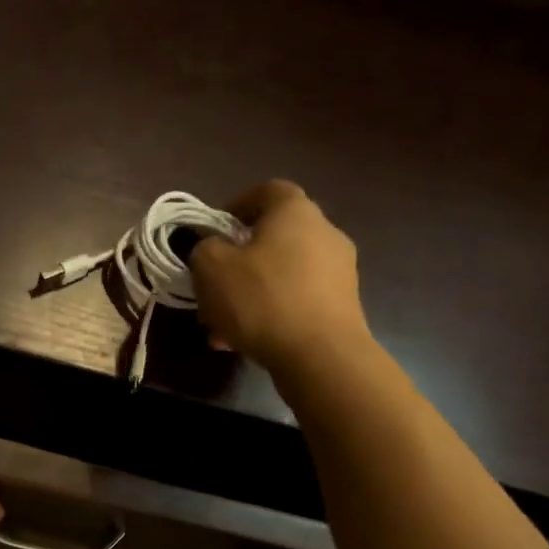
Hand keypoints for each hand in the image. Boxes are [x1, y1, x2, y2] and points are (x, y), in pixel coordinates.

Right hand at [190, 180, 370, 374]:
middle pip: (273, 239)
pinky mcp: (343, 307)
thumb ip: (205, 248)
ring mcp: (339, 272)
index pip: (266, 191)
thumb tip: (214, 250)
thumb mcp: (211, 267)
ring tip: (221, 327)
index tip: (214, 232)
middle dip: (238, 262)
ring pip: (282, 276)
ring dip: (250, 295)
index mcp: (296, 211)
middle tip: (212, 288)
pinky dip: (271, 315)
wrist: (321, 356)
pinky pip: (296, 302)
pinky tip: (245, 343)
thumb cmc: (263, 299)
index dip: (236, 206)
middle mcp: (325, 233)